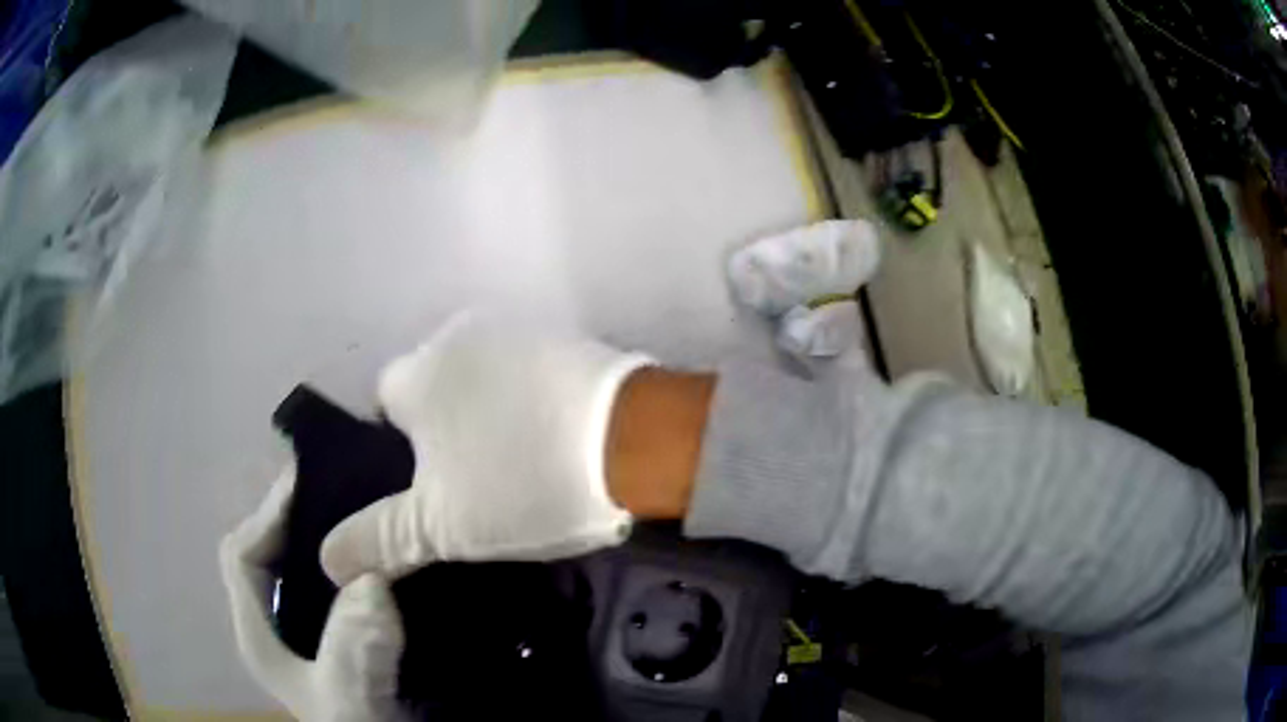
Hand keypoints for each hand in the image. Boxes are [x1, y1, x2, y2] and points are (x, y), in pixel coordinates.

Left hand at [219, 468, 407, 721]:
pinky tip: (387, 555)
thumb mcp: (354, 696)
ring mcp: (308, 630)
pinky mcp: (339, 635)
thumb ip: (354, 649)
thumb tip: (371, 579)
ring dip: (329, 536)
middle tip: (346, 485)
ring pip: (304, 566)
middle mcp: (276, 625)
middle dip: (298, 517)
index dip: (266, 514)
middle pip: (269, 552)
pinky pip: (339, 583)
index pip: (240, 553)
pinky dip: (354, 561)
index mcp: (260, 634)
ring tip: (369, 509)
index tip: (312, 482)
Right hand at [320, 311, 651, 584]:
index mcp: (418, 371)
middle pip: (433, 387)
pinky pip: (526, 370)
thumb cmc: (525, 482)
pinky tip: (555, 433)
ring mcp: (517, 328)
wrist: (637, 442)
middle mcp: (458, 332)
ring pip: (481, 377)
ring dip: (488, 411)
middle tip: (479, 479)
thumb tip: (327, 559)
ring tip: (523, 459)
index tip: (434, 483)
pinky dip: (529, 397)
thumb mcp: (442, 525)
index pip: (385, 404)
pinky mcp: (566, 336)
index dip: (402, 447)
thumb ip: (378, 538)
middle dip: (444, 428)